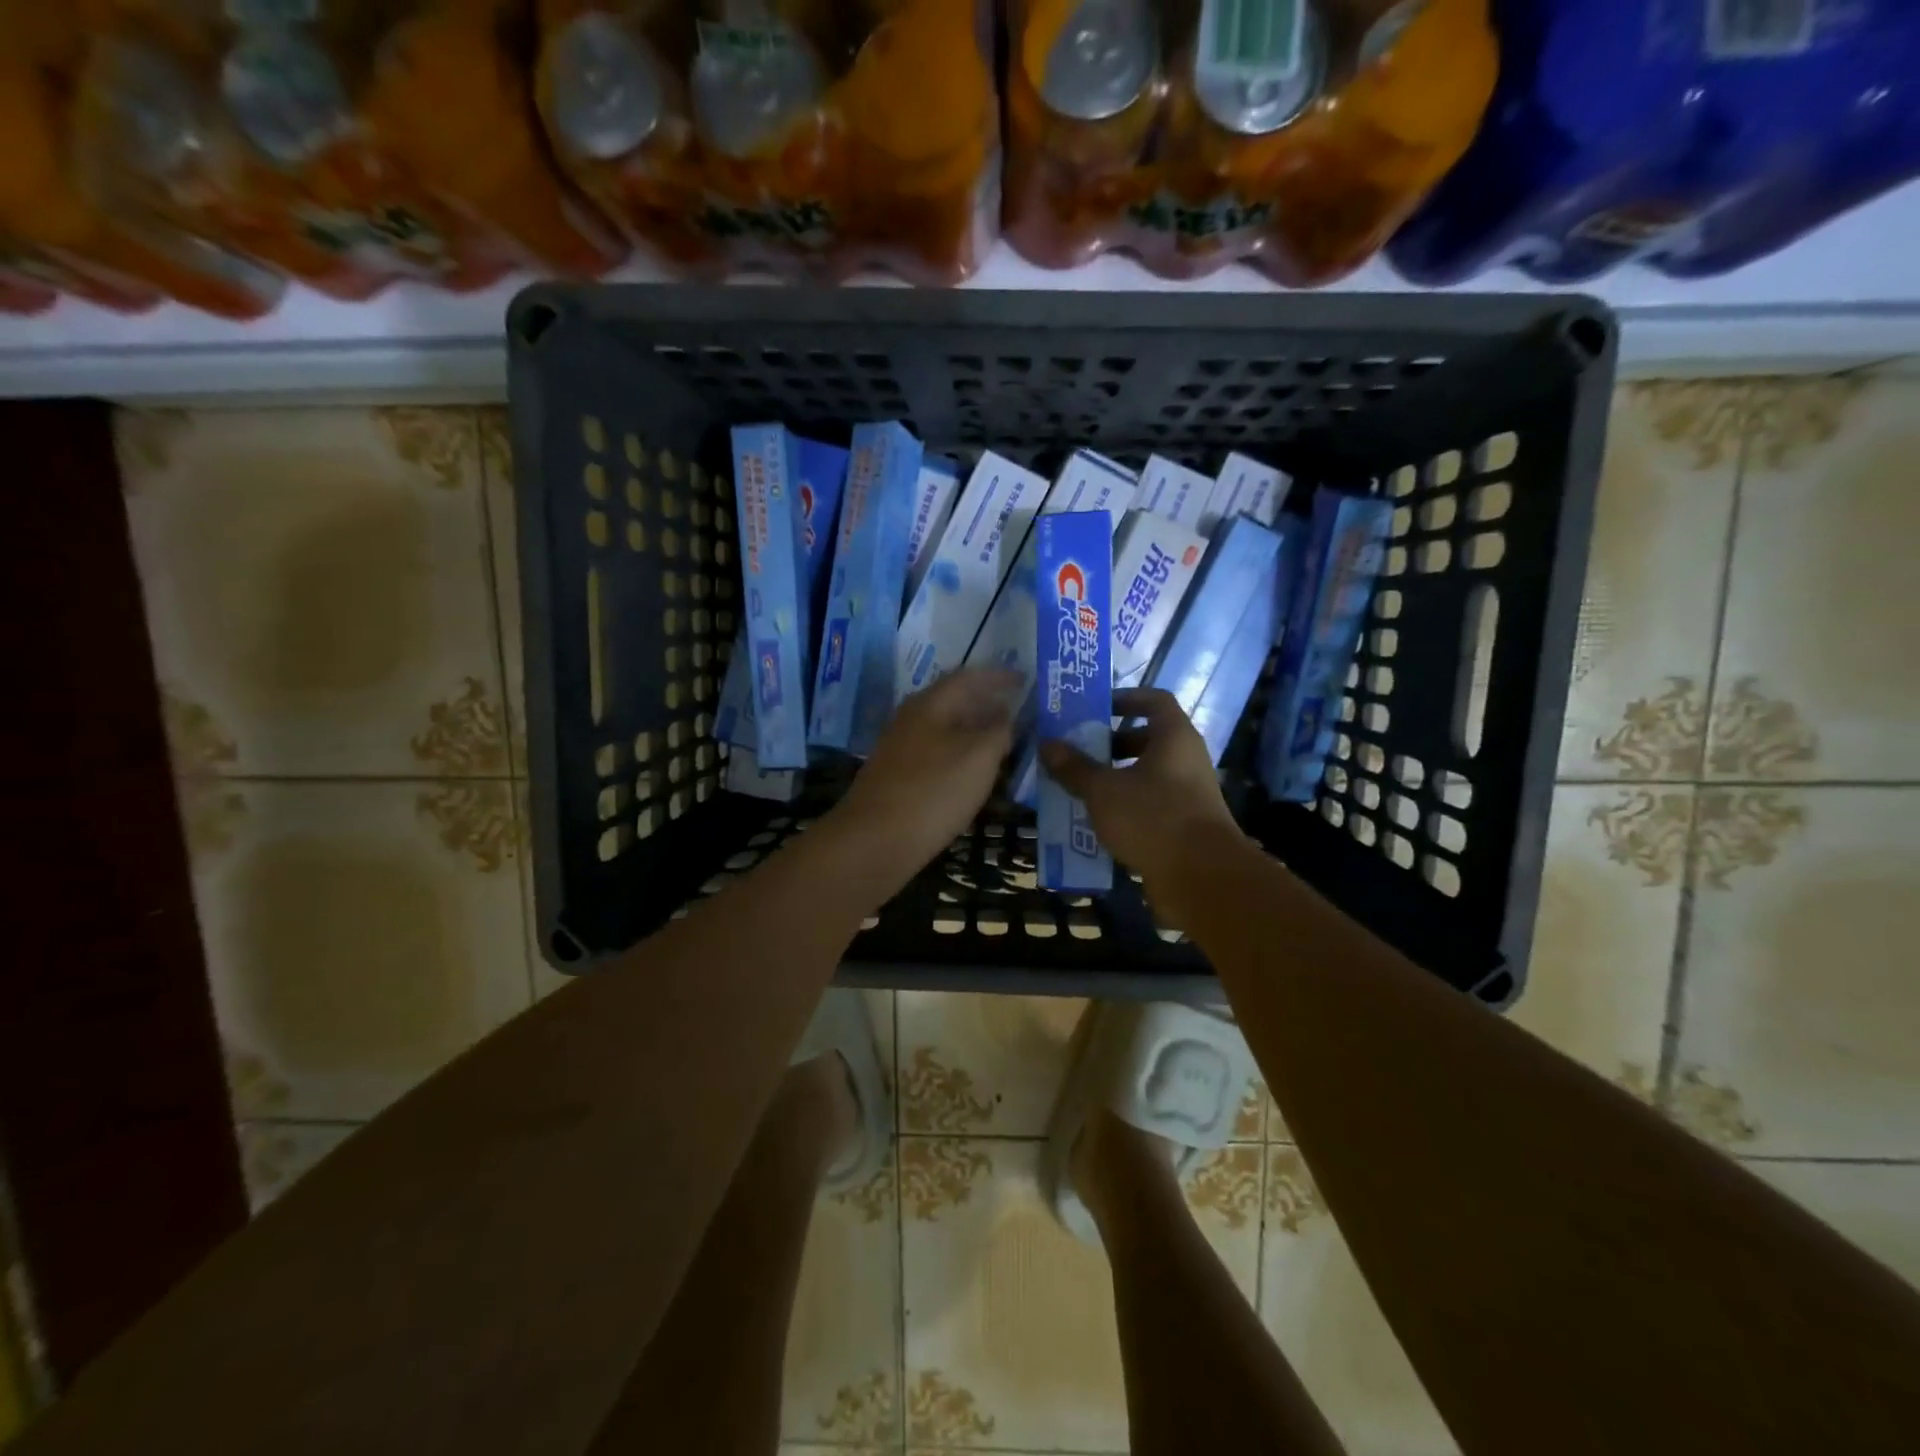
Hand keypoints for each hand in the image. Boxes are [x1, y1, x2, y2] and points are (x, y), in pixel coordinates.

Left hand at [832, 668, 1021, 875]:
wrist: (875, 841)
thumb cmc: (933, 791)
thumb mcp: (979, 757)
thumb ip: (999, 730)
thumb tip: (1006, 716)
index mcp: (930, 704)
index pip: (969, 676)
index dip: (999, 676)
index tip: (1025, 679)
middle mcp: (911, 719)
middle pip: (954, 701)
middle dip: (987, 702)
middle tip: (1018, 710)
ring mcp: (901, 749)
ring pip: (945, 729)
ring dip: (974, 730)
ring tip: (1003, 740)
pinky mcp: (898, 777)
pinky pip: (937, 753)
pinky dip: (961, 754)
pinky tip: (974, 772)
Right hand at [1039, 687, 1245, 924]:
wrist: (1202, 877)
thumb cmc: (1153, 817)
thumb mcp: (1103, 790)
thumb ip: (1074, 767)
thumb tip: (1047, 743)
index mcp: (1174, 737)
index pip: (1154, 700)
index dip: (1125, 698)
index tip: (1096, 708)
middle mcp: (1186, 759)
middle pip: (1148, 739)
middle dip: (1111, 744)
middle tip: (1078, 752)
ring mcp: (1189, 793)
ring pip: (1147, 774)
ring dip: (1115, 778)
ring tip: (1079, 788)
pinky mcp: (1185, 824)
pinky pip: (1151, 804)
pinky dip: (1126, 807)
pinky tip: (1097, 821)